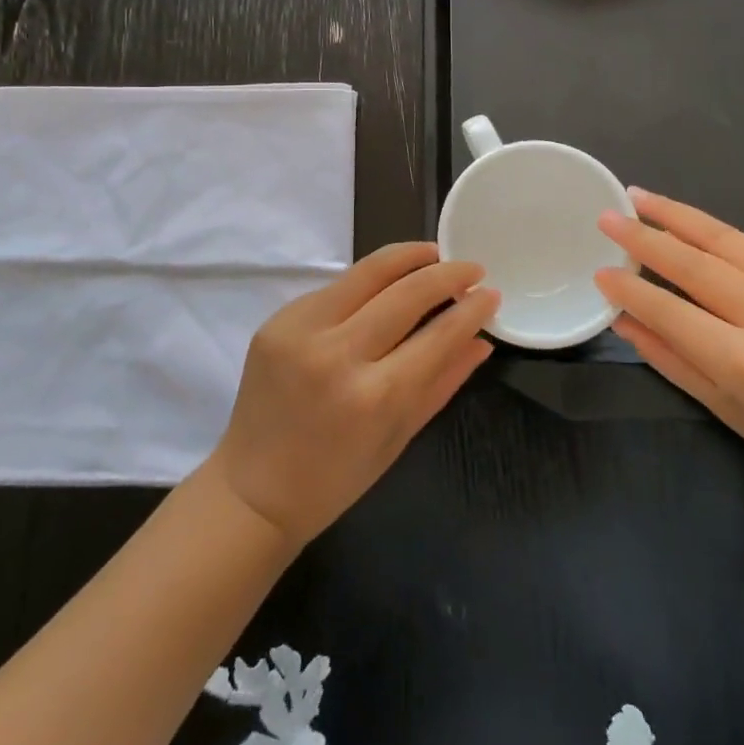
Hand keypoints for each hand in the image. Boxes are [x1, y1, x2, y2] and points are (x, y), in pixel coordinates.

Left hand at [210, 242, 498, 544]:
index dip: (471, 309)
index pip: (437, 335)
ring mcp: (301, 332)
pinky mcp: (277, 320)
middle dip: (446, 272)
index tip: (491, 292)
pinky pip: (336, 288)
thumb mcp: (400, 436)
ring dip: (408, 258)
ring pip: (367, 272)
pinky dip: (368, 282)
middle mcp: (337, 355)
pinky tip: (386, 284)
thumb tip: (482, 339)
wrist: (252, 491)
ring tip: (434, 253)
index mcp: (374, 397)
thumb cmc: (336, 478)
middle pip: (405, 292)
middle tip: (470, 265)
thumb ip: (443, 381)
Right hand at [595, 190, 743, 502]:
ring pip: (723, 240)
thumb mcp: (722, 407)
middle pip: (695, 265)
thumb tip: (622, 318)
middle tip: (607, 216)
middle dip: (644, 238)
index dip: (631, 290)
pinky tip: (682, 221)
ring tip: (638, 196)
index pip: (673, 313)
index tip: (599, 271)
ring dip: (675, 215)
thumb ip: (668, 358)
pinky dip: (708, 231)